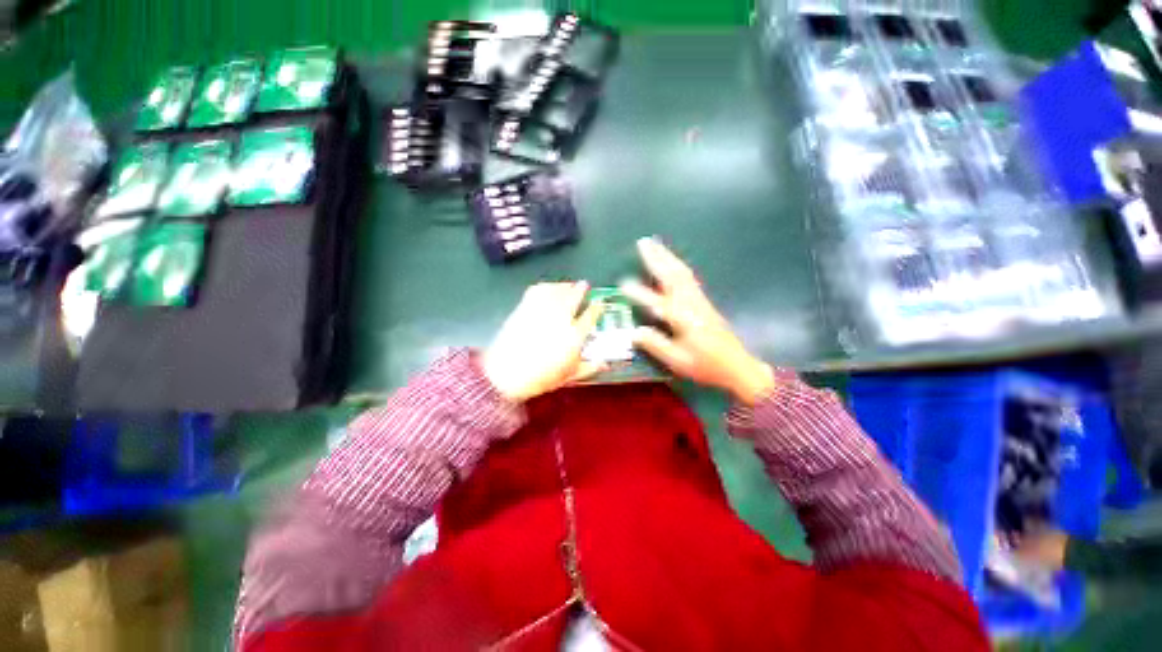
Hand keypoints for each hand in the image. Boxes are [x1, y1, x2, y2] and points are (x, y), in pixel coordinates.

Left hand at [481, 282, 606, 401]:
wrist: (505, 375)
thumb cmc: (540, 378)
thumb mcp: (568, 376)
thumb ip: (588, 368)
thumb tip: (604, 363)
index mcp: (574, 336)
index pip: (590, 316)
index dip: (597, 307)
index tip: (600, 302)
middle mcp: (560, 319)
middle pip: (574, 297)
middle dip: (582, 289)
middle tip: (585, 285)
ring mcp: (541, 311)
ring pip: (557, 291)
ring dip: (565, 285)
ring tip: (569, 285)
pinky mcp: (524, 308)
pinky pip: (538, 290)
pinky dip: (546, 286)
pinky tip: (549, 288)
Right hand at [621, 238, 775, 404]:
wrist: (737, 366)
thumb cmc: (706, 366)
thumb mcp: (678, 361)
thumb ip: (656, 345)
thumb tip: (634, 332)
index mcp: (683, 319)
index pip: (657, 302)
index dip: (639, 293)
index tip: (623, 284)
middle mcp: (691, 304)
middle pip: (672, 276)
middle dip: (657, 258)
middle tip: (643, 242)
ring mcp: (699, 300)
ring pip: (682, 273)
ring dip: (667, 257)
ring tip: (655, 245)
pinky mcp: (704, 301)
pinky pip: (688, 277)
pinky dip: (678, 266)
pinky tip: (672, 263)